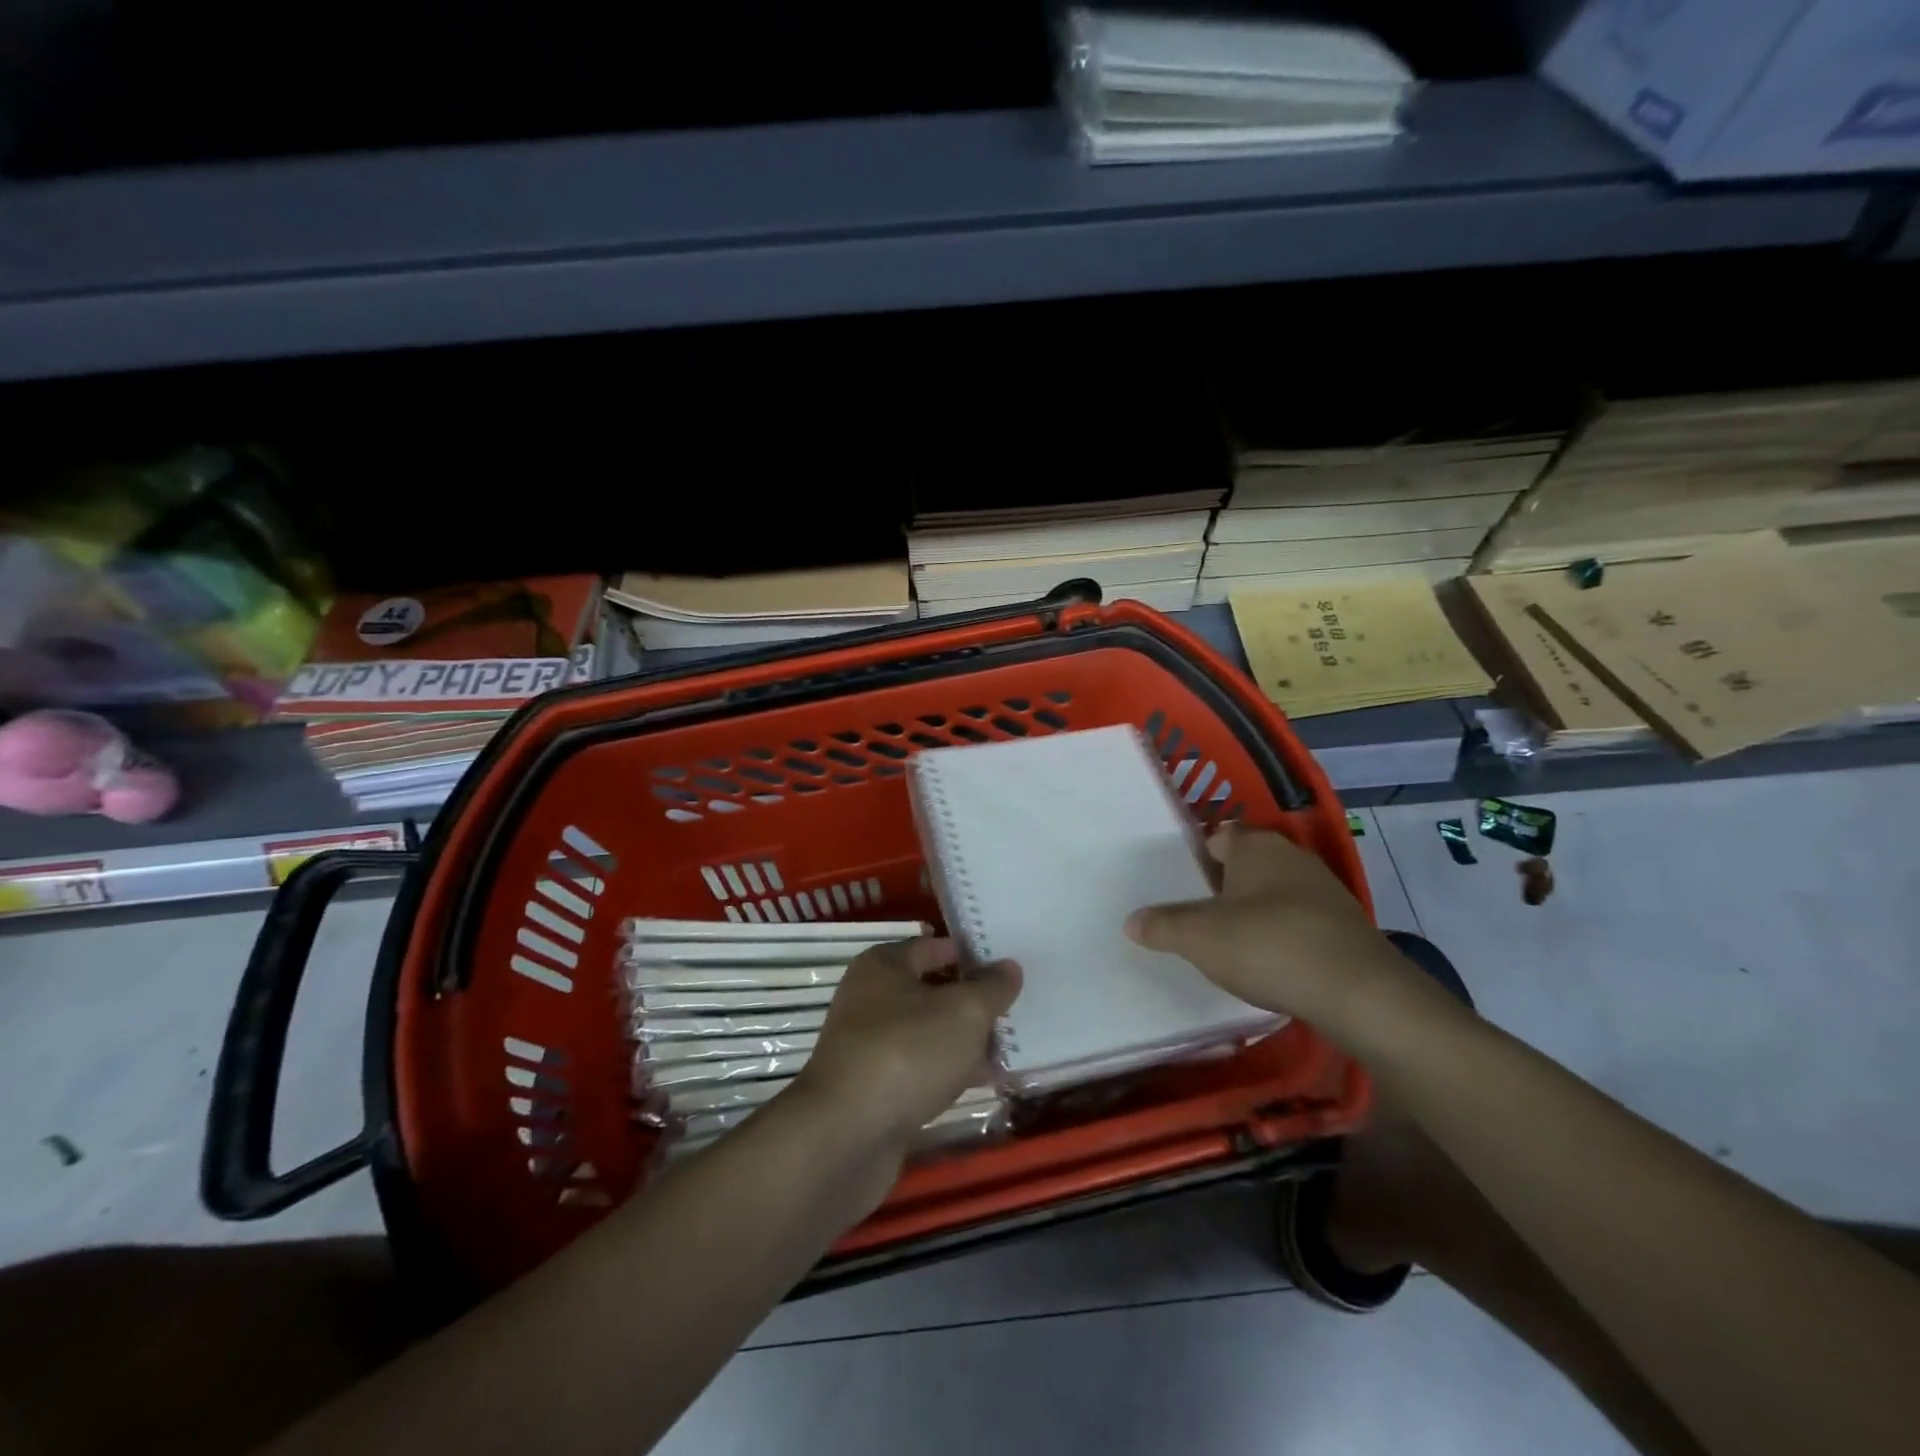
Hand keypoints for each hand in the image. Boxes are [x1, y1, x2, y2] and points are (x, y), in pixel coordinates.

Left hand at [792, 937, 1020, 1152]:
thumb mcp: (964, 1012)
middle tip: (1017, 1009)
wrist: (845, 1136)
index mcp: (883, 965)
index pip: (934, 946)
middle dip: (973, 1001)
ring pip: (928, 1033)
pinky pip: (920, 1069)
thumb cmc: (906, 1053)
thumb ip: (991, 987)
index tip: (1009, 966)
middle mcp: (870, 998)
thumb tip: (1009, 967)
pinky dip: (949, 1072)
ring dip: (965, 1041)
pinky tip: (985, 1083)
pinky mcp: (874, 1088)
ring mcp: (869, 1045)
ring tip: (1011, 1048)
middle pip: (932, 990)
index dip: (971, 954)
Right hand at [1124, 824, 1419, 1035]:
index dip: (1197, 859)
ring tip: (1231, 946)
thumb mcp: (1200, 938)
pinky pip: (1300, 921)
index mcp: (1255, 846)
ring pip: (1275, 893)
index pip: (1218, 838)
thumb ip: (1163, 926)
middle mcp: (1292, 856)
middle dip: (1224, 888)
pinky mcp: (1346, 925)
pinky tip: (1272, 965)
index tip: (1179, 887)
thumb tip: (1131, 921)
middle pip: (1247, 865)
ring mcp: (1325, 890)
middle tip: (1198, 918)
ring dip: (1255, 913)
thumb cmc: (1268, 946)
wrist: (1358, 993)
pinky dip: (1284, 936)